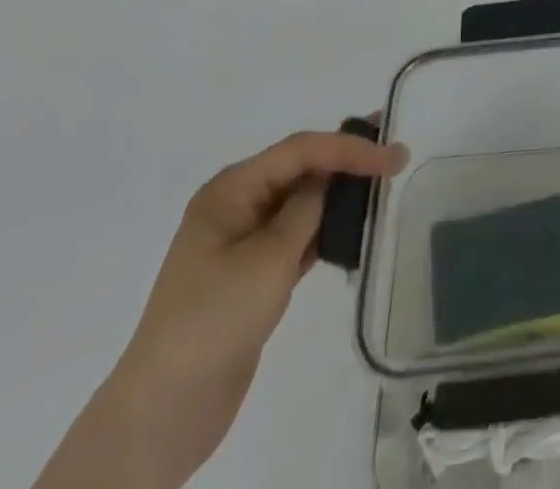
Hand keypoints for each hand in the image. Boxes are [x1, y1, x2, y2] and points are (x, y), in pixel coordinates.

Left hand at [36, 127, 406, 488]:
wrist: (164, 412)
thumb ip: (307, 208)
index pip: (300, 150)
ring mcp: (244, 241)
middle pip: (301, 167)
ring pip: (303, 201)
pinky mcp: (254, 275)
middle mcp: (237, 205)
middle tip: (395, 149)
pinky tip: (357, 227)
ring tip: (384, 181)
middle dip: (347, 158)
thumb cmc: (214, 320)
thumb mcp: (269, 258)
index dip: (349, 147)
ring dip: (340, 192)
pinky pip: (299, 235)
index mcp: (231, 190)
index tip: (393, 155)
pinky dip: (328, 228)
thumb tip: (334, 178)